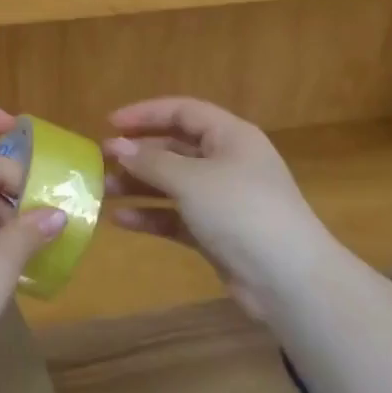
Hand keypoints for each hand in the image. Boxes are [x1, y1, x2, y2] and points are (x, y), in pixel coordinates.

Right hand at [104, 97, 330, 318]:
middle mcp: (227, 161)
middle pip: (175, 147)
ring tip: (104, 191)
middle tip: (102, 160)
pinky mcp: (217, 233)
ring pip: (173, 183)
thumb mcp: (191, 180)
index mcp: (230, 136)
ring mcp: (223, 199)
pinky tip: (121, 221)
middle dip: (139, 153)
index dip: (146, 114)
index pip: (183, 111)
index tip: (110, 123)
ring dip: (140, 185)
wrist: (289, 280)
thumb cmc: (241, 211)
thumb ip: (150, 162)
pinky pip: (177, 216)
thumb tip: (116, 147)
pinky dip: (152, 215)